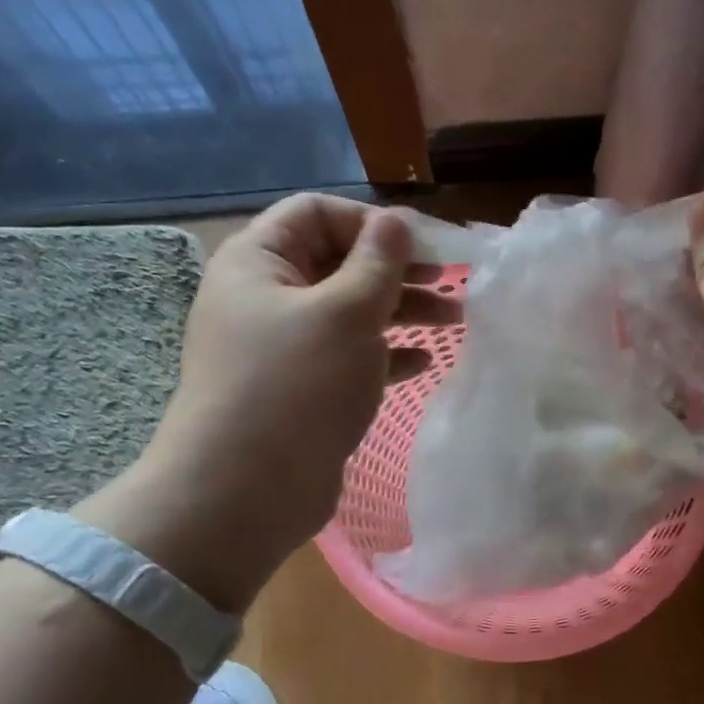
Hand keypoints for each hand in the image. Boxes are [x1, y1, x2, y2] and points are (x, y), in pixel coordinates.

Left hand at [86, 195, 455, 609]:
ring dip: (403, 311)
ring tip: (457, 319)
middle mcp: (267, 297)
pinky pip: (350, 355)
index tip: (425, 247)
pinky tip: (423, 362)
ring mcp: (285, 346)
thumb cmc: (296, 385)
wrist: (246, 490)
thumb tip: (396, 220)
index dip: (372, 223)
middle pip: (340, 263)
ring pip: (351, 312)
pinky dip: (387, 353)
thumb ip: (378, 262)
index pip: (317, 213)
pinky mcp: (303, 387)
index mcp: (259, 262)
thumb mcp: (346, 313)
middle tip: (452, 282)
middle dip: (399, 270)